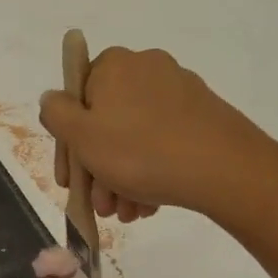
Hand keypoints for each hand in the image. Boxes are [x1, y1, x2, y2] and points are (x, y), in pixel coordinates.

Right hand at [39, 46, 277, 223]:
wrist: (226, 170)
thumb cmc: (140, 152)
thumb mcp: (82, 136)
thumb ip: (56, 113)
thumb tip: (52, 99)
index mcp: (114, 65)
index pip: (76, 98)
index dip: (68, 142)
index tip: (70, 179)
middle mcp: (147, 68)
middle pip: (106, 121)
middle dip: (98, 168)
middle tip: (100, 204)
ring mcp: (179, 90)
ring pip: (134, 135)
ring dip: (122, 176)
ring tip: (126, 212)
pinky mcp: (203, 113)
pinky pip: (162, 140)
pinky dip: (150, 169)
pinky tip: (148, 203)